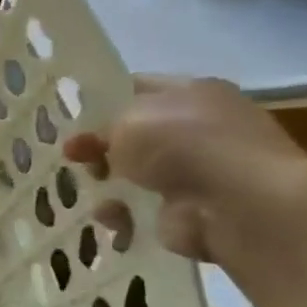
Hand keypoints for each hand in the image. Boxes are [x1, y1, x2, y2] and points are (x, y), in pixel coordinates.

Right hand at [63, 76, 306, 261]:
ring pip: (134, 174)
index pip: (135, 88)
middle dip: (98, 147)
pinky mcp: (191, 213)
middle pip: (133, 135)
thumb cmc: (184, 145)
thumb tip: (88, 143)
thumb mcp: (127, 119)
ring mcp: (197, 173)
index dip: (100, 101)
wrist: (240, 206)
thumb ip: (101, 127)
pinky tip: (109, 217)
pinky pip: (142, 210)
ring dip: (106, 182)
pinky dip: (122, 215)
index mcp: (191, 93)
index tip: (66, 117)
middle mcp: (198, 129)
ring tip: (84, 189)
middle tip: (69, 157)